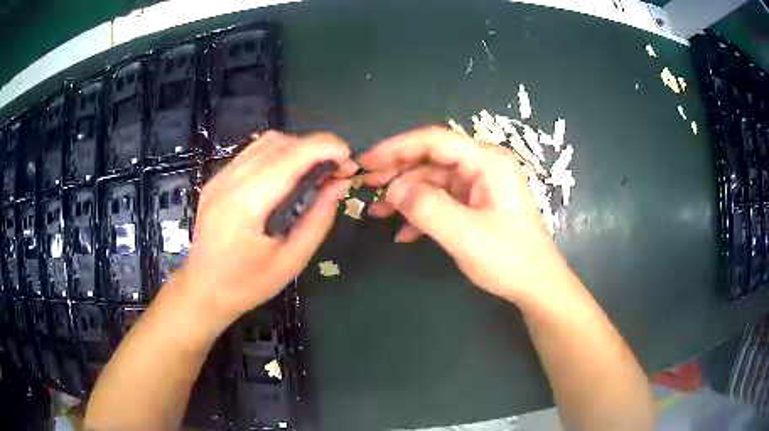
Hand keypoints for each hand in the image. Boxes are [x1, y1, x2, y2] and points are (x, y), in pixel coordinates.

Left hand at [179, 131, 356, 335]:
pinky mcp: (218, 179)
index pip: (292, 155)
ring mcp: (220, 177)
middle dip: (316, 148)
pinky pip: (253, 153)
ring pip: (267, 142)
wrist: (203, 290)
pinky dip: (278, 155)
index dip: (326, 148)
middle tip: (337, 172)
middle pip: (281, 143)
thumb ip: (318, 219)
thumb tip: (339, 184)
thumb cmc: (246, 284)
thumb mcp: (291, 261)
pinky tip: (288, 177)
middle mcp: (231, 180)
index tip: (349, 161)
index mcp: (247, 202)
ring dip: (298, 149)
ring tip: (314, 173)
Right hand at [359, 127, 567, 302]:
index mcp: (487, 161)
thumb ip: (425, 207)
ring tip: (378, 212)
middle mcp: (484, 165)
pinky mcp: (478, 203)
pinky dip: (423, 212)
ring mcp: (481, 185)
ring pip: (434, 180)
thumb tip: (392, 190)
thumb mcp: (464, 234)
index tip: (366, 161)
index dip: (396, 148)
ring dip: (407, 195)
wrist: (536, 285)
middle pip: (432, 158)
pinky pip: (444, 199)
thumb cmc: (508, 258)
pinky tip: (404, 233)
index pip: (434, 140)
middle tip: (366, 186)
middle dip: (398, 172)